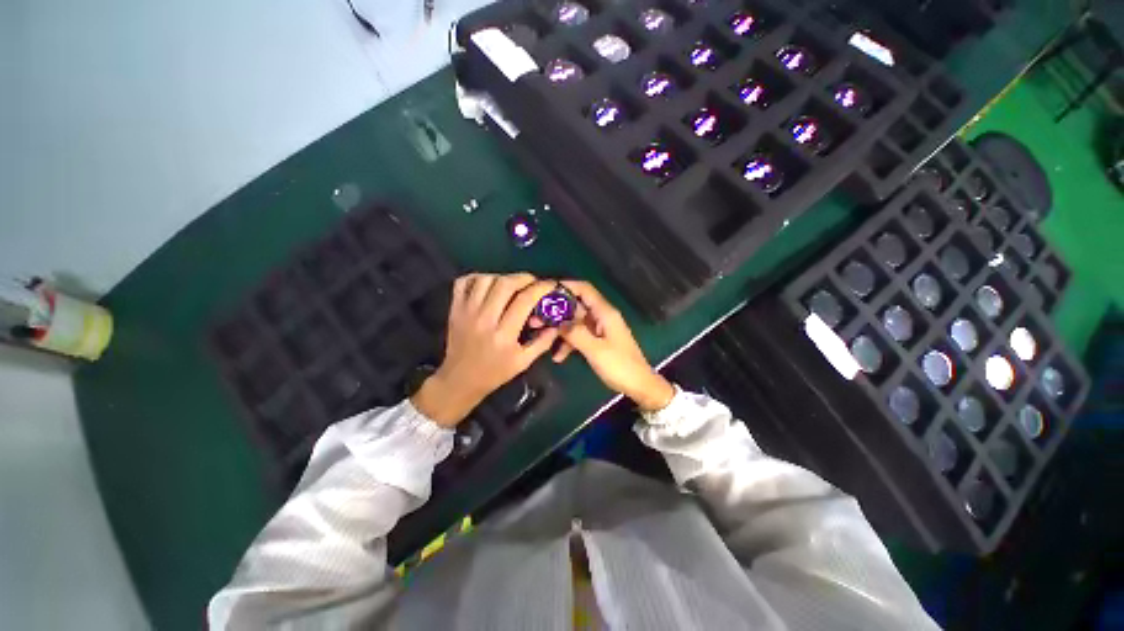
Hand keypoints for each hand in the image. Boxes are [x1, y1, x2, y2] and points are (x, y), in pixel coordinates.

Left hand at [411, 273, 559, 426]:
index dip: (541, 288)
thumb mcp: (523, 362)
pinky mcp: (455, 309)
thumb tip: (556, 323)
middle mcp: (484, 319)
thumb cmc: (495, 372)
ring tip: (511, 285)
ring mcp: (466, 312)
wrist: (460, 380)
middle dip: (524, 278)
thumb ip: (542, 342)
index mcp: (504, 335)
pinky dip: (477, 277)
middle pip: (505, 284)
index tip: (550, 285)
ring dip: (503, 277)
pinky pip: (463, 282)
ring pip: (485, 279)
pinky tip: (488, 285)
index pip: (524, 300)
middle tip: (532, 282)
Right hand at [554, 280, 674, 411]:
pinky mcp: (598, 341)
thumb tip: (557, 321)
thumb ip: (575, 333)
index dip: (566, 286)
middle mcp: (601, 317)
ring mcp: (599, 329)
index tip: (545, 290)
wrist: (639, 385)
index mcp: (605, 313)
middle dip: (556, 311)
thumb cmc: (620, 366)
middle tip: (536, 319)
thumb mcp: (595, 350)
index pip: (584, 289)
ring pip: (575, 322)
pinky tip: (558, 356)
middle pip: (576, 306)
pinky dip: (569, 343)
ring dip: (560, 329)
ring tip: (541, 337)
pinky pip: (579, 336)